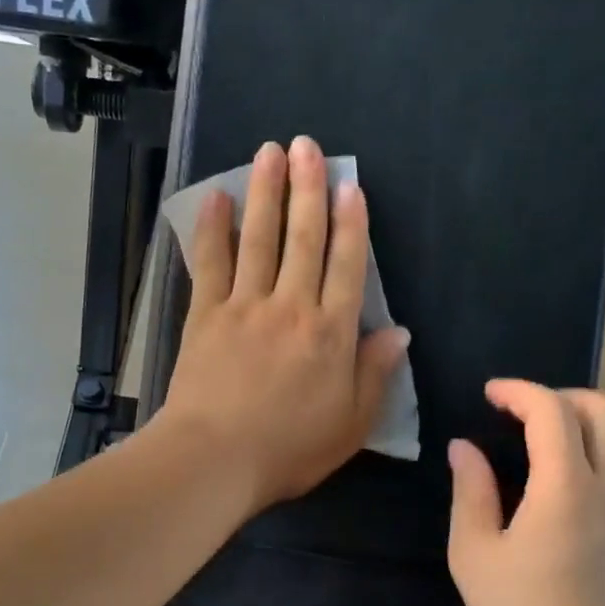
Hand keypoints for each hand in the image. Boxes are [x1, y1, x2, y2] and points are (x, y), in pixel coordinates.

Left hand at [158, 137, 409, 513]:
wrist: (215, 459)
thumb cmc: (288, 449)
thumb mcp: (351, 424)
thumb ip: (375, 374)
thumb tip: (399, 331)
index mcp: (331, 334)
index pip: (347, 266)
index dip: (351, 223)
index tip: (349, 185)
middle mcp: (291, 307)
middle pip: (304, 238)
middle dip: (308, 189)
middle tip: (307, 146)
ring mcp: (245, 306)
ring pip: (260, 238)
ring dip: (265, 192)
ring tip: (270, 152)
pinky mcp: (205, 314)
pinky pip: (210, 262)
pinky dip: (212, 228)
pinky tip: (215, 197)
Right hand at [447, 381, 604, 605]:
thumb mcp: (474, 554)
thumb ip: (470, 491)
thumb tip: (464, 448)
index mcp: (565, 488)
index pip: (552, 410)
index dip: (518, 391)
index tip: (489, 395)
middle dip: (560, 395)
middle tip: (521, 411)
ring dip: (590, 419)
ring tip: (550, 437)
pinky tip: (573, 478)